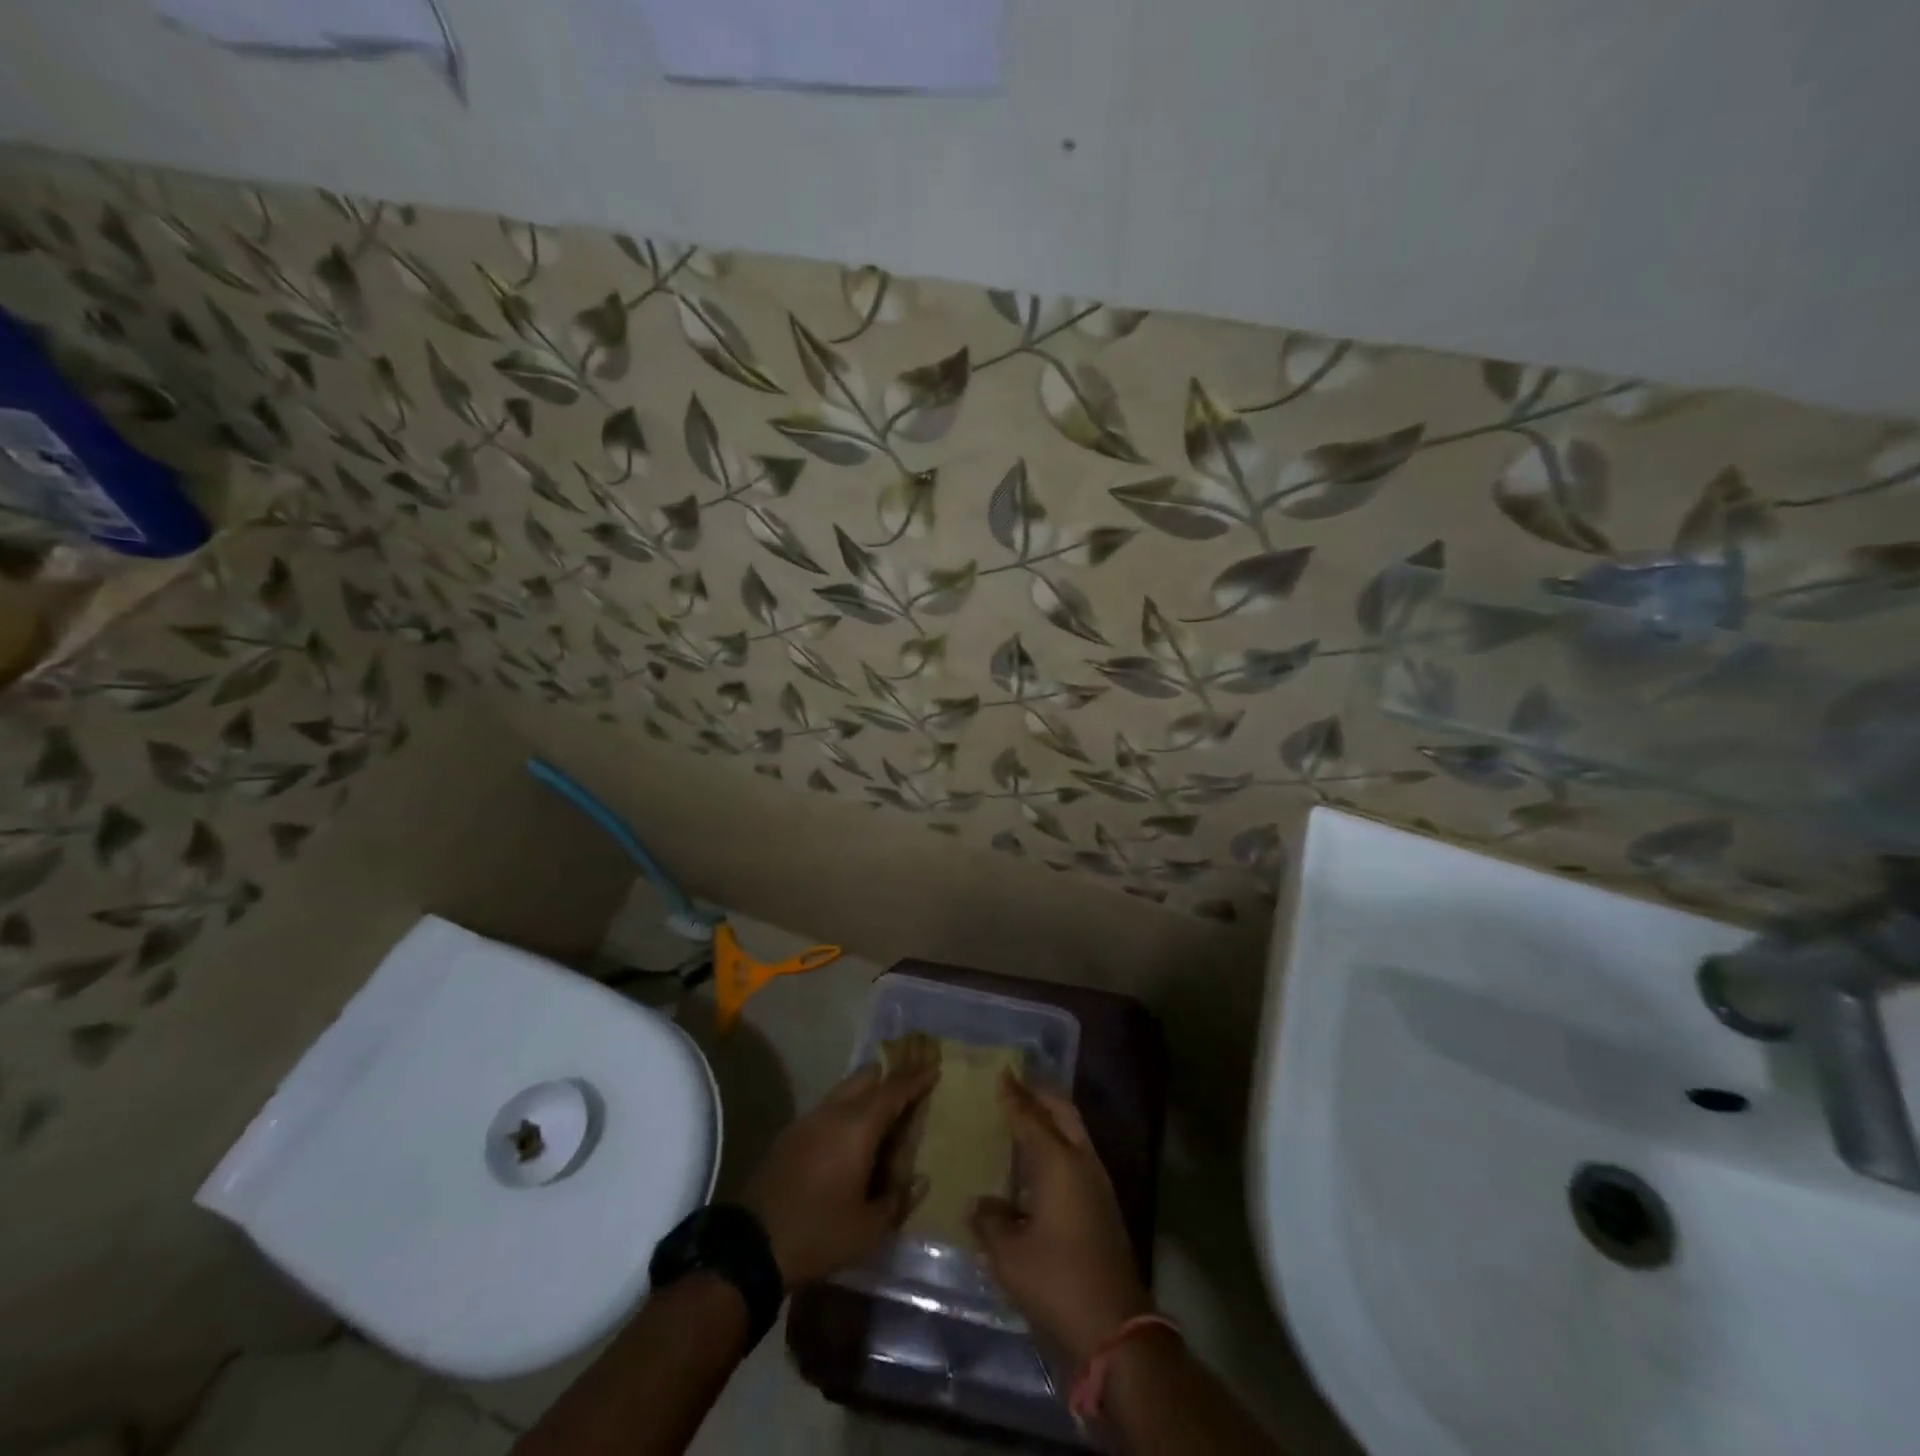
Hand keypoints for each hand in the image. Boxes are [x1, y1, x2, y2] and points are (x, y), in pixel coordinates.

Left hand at [743, 1059, 937, 1285]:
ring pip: (845, 1089)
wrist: (751, 1246)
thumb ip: (898, 1200)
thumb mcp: (867, 1228)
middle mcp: (833, 1111)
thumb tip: (920, 1180)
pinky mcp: (791, 1134)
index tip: (933, 1068)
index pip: (893, 1090)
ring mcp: (809, 1119)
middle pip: (867, 1077)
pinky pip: (829, 1107)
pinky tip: (853, 1134)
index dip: (915, 1079)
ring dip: (868, 1092)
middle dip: (891, 1076)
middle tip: (911, 1085)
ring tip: (885, 1111)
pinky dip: (848, 1108)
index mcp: (857, 1127)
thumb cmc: (818, 1234)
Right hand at [969, 1074, 1152, 1365]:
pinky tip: (1041, 1161)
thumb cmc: (1057, 1282)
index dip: (1014, 1095)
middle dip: (1041, 1094)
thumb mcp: (1010, 1255)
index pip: (1030, 1117)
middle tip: (1017, 1084)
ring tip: (1027, 1116)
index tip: (1002, 1072)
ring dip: (1053, 1118)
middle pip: (1063, 1113)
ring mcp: (1098, 1183)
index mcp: (1058, 1162)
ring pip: (1075, 1132)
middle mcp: (1081, 1162)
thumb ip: (991, 1222)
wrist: (1115, 1326)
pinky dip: (1059, 1143)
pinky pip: (1078, 1155)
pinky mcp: (1104, 1205)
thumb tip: (978, 1203)